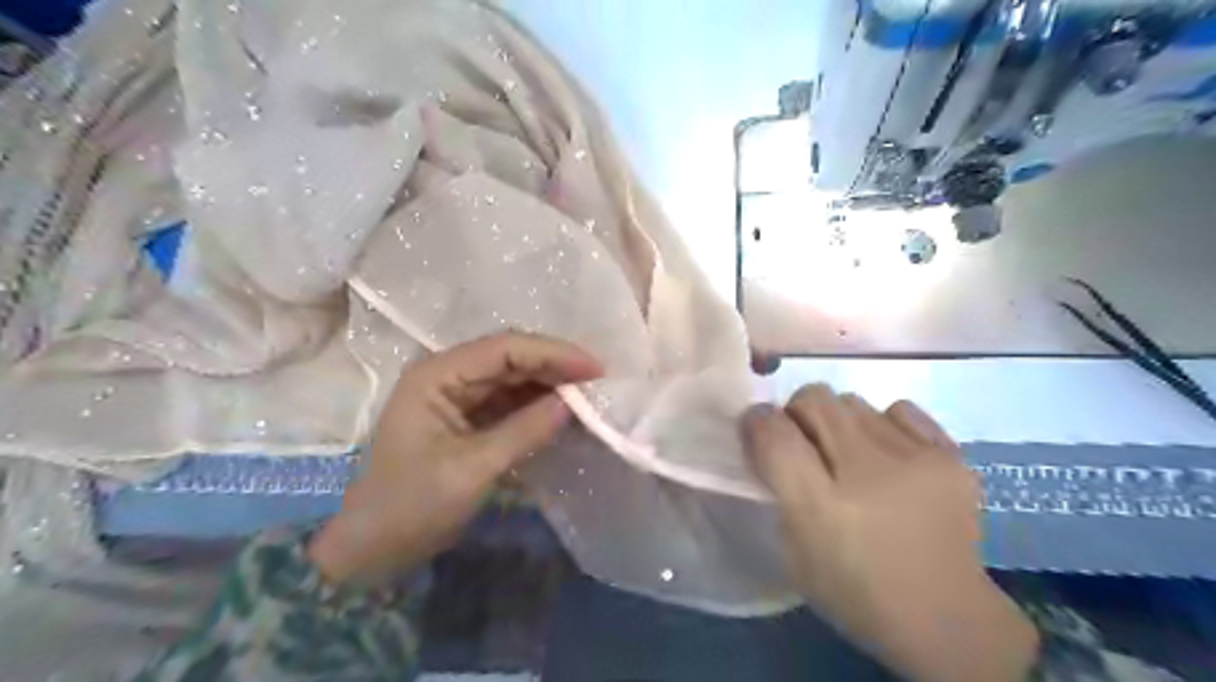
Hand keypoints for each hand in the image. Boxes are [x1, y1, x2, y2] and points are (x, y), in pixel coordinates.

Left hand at [310, 333, 603, 582]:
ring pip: (514, 378)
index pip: (503, 349)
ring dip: (550, 384)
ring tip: (590, 395)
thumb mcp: (471, 470)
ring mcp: (457, 396)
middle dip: (555, 366)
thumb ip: (524, 431)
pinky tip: (564, 412)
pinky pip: (510, 401)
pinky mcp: (467, 417)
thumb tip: (573, 404)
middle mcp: (447, 375)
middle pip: (511, 358)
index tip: (594, 368)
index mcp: (437, 375)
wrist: (373, 548)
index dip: (552, 354)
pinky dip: (538, 405)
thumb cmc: (411, 506)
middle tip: (599, 381)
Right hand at [741, 387, 1034, 678]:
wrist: (945, 617)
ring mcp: (916, 459)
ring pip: (852, 401)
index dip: (757, 420)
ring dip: (838, 420)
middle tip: (803, 442)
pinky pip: (899, 409)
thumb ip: (777, 486)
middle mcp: (868, 472)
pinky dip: (883, 424)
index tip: (757, 428)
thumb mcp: (792, 549)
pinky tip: (888, 454)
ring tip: (848, 453)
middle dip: (796, 413)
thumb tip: (767, 433)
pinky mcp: (952, 455)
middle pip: (814, 399)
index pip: (774, 431)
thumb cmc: (853, 589)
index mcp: (821, 506)